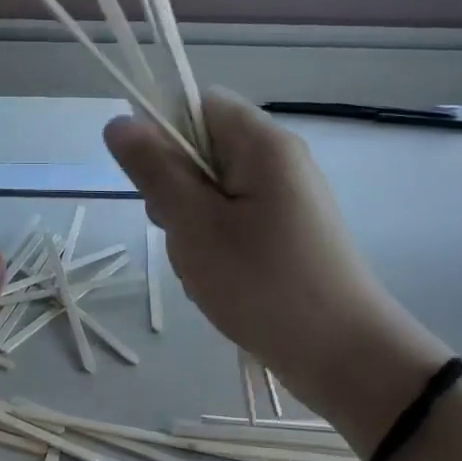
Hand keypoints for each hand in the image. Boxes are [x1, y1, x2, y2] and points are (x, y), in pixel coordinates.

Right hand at [104, 91, 433, 416]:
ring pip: (213, 192)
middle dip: (175, 188)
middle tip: (178, 233)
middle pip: (204, 150)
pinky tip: (217, 281)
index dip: (162, 133)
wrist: (342, 355)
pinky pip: (234, 222)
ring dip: (191, 224)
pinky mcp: (288, 235)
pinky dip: (214, 245)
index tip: (150, 182)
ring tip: (200, 266)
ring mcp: (287, 201)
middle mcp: (280, 162)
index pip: (199, 105)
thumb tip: (120, 122)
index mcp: (262, 144)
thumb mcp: (194, 224)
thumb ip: (155, 170)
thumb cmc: (262, 283)